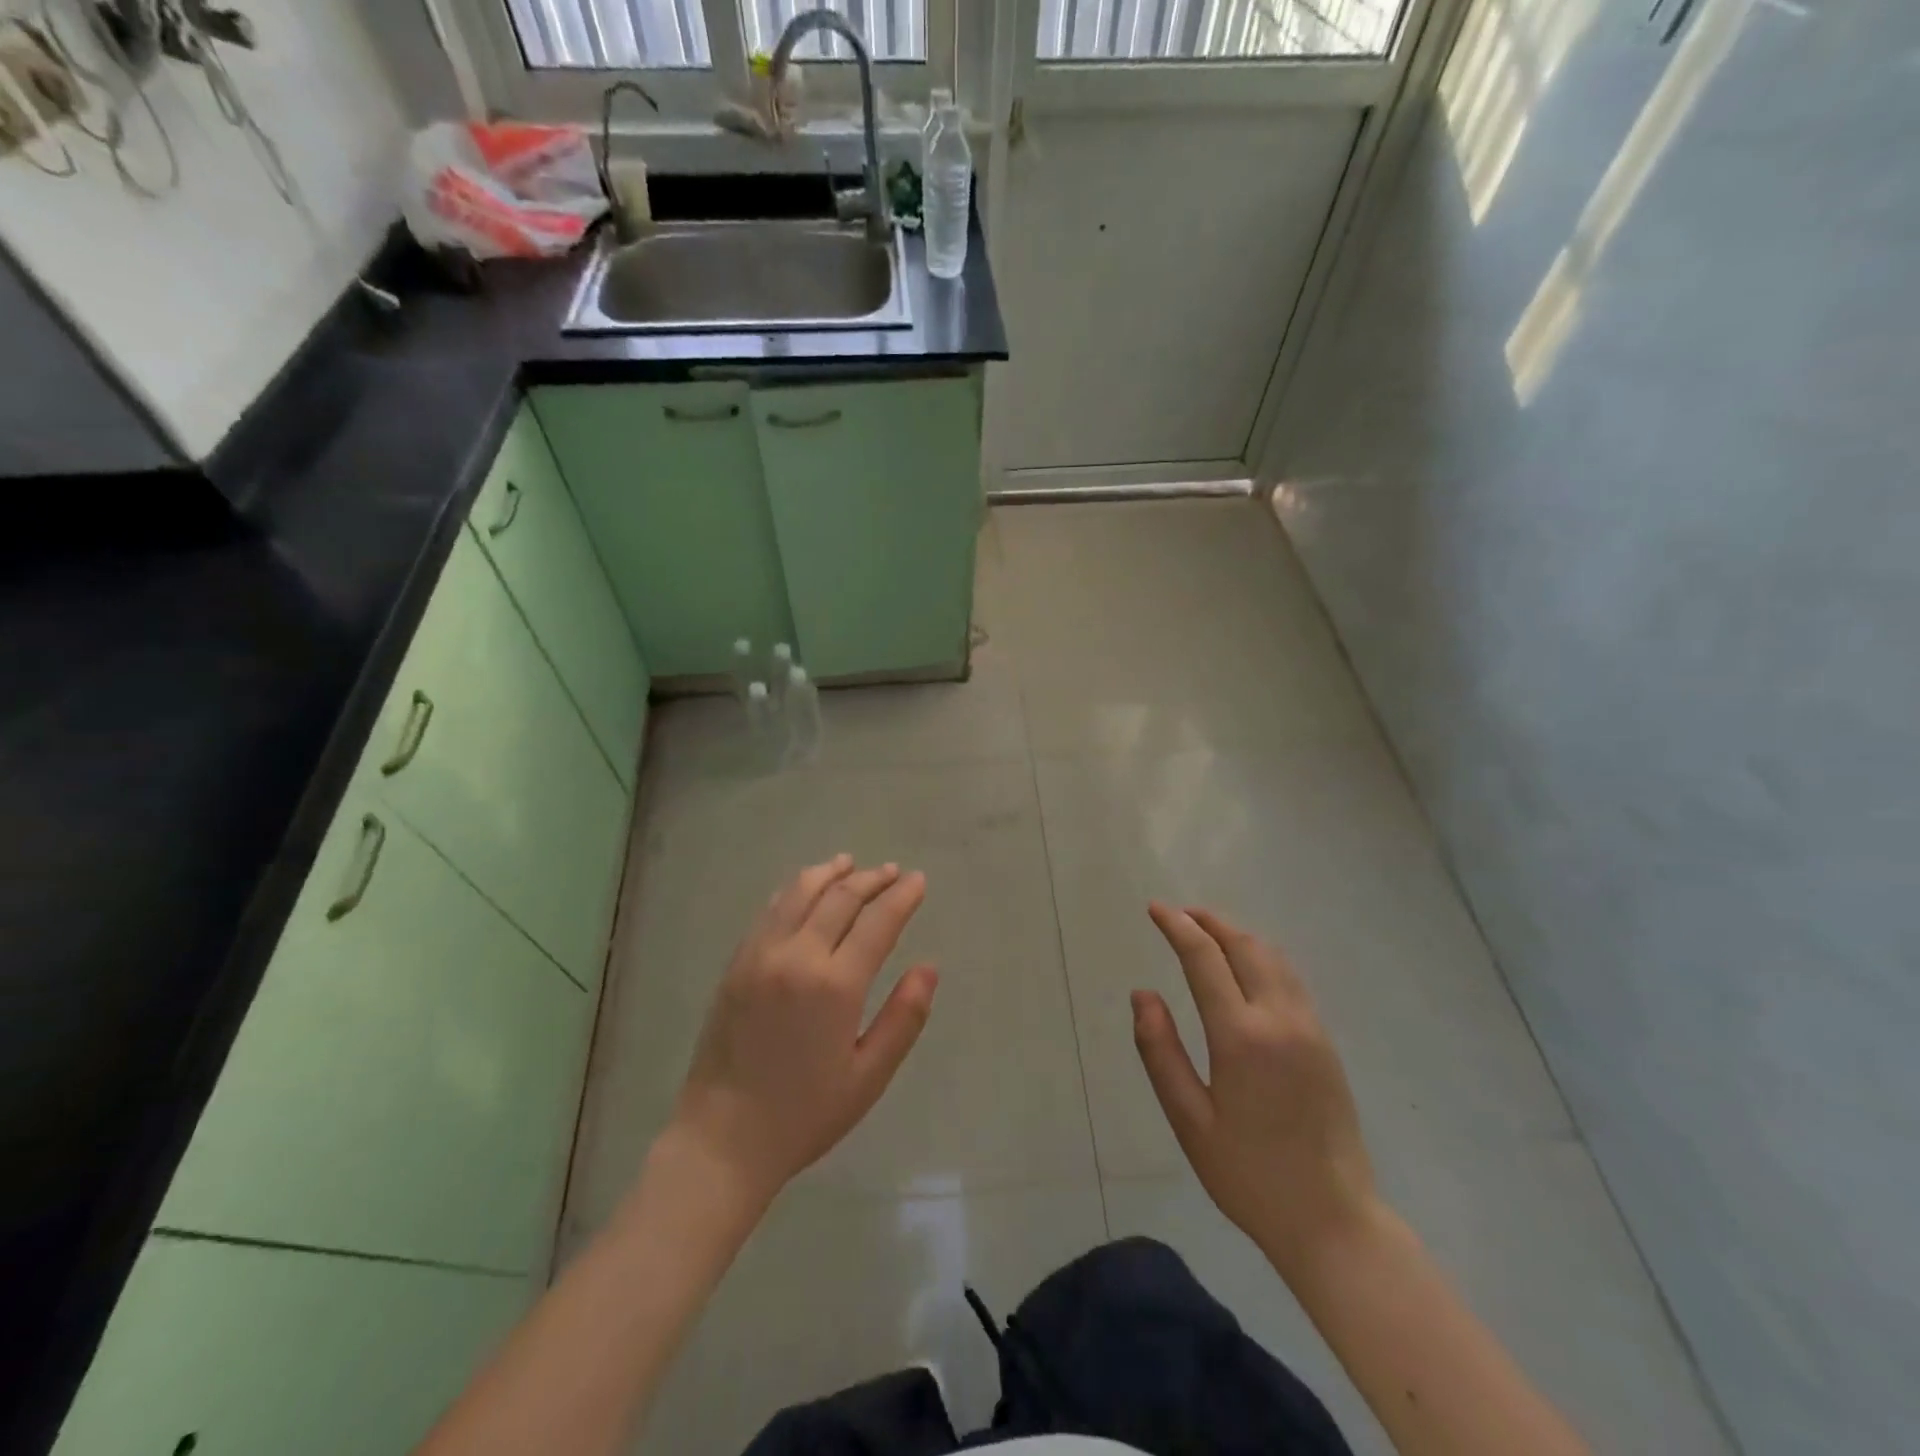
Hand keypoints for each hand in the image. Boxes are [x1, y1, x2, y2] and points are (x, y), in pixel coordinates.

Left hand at [669, 855, 937, 1207]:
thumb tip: (929, 967)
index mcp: (836, 985)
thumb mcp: (868, 1076)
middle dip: (872, 879)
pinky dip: (794, 890)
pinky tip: (805, 889)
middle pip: (841, 897)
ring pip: (800, 892)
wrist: (722, 1139)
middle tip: (892, 872)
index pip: (878, 921)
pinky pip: (770, 910)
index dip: (902, 896)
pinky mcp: (737, 962)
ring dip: (830, 873)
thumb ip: (903, 1017)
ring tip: (850, 865)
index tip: (918, 880)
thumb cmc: (804, 1114)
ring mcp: (761, 955)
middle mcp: (797, 956)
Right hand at [1133, 904, 1377, 1276]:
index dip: (1177, 926)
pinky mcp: (1326, 1042)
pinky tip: (1245, 968)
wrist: (1334, 1221)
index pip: (1204, 958)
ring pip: (1273, 957)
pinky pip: (1290, 979)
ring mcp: (1310, 1028)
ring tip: (1207, 932)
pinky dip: (1261, 957)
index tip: (1155, 909)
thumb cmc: (1249, 1176)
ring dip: (1237, 935)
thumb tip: (1143, 995)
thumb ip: (1160, 1052)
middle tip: (1178, 914)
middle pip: (1245, 945)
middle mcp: (1280, 1019)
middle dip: (1209, 921)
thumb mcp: (1190, 1120)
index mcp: (1241, 1036)